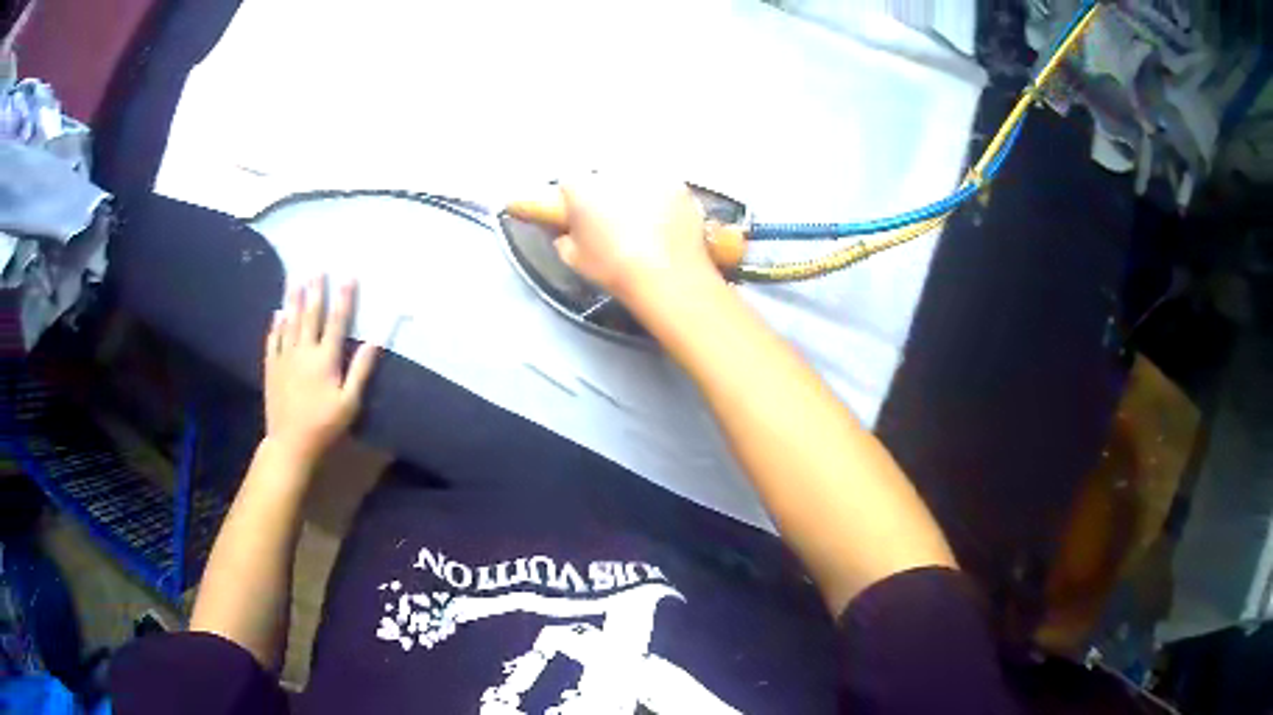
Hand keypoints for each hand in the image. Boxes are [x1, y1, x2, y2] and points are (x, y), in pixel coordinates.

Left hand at [264, 277, 378, 465]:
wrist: (290, 443)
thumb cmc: (324, 425)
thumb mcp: (349, 402)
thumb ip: (361, 370)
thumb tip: (375, 341)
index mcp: (325, 359)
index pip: (336, 321)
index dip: (343, 298)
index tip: (348, 275)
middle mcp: (304, 351)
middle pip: (310, 315)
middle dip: (315, 290)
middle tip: (316, 268)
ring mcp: (285, 358)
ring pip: (289, 322)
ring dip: (294, 299)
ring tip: (295, 278)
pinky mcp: (272, 368)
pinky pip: (273, 340)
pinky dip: (276, 325)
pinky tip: (277, 313)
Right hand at [554, 176, 719, 311]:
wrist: (669, 277)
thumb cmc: (616, 270)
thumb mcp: (575, 260)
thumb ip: (565, 238)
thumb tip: (567, 232)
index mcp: (583, 188)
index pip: (569, 184)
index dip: (572, 200)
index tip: (578, 214)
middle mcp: (614, 173)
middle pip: (603, 176)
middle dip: (604, 194)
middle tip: (610, 221)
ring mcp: (649, 175)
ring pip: (634, 178)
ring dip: (633, 193)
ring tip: (640, 223)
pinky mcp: (677, 184)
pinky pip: (662, 187)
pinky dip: (661, 200)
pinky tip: (663, 223)